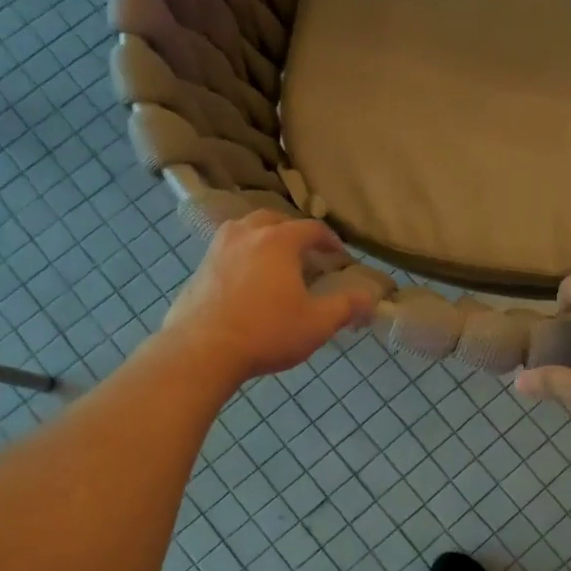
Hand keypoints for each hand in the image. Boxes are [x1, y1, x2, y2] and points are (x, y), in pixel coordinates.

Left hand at [162, 212, 376, 384]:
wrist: (201, 351)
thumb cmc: (266, 333)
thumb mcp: (316, 324)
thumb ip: (346, 307)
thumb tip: (371, 298)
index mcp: (278, 241)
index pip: (311, 229)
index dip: (330, 240)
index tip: (339, 256)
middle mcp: (246, 234)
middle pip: (274, 219)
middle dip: (294, 232)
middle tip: (306, 253)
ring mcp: (217, 249)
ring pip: (245, 230)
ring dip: (264, 238)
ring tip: (274, 260)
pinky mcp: (199, 269)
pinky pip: (227, 250)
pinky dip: (242, 255)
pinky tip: (246, 280)